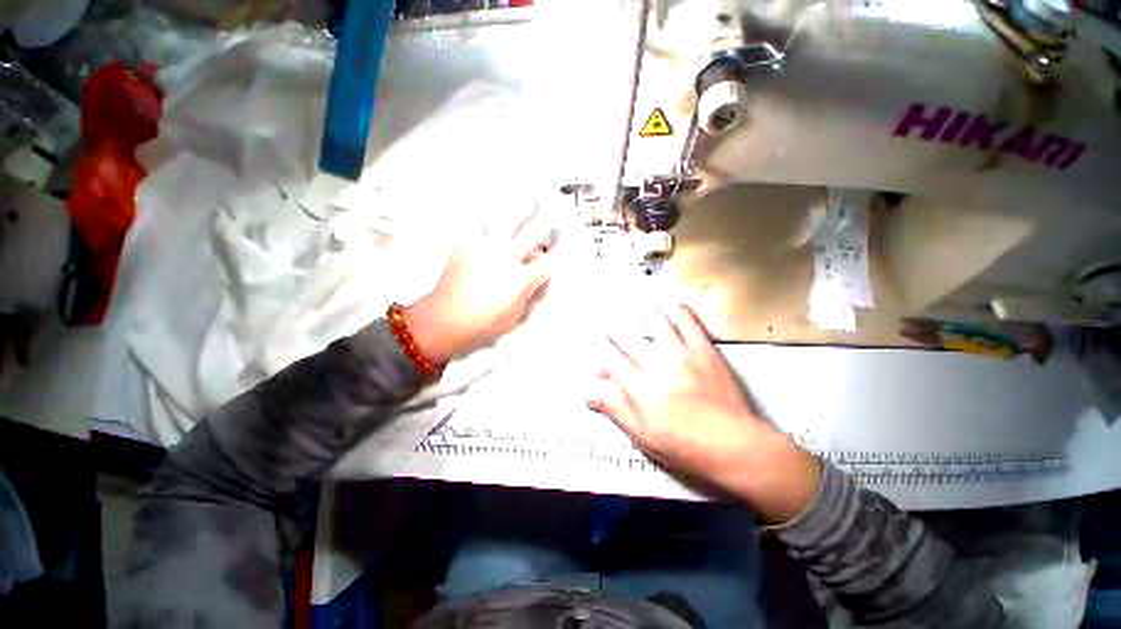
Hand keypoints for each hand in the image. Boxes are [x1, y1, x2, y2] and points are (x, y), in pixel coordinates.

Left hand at [404, 209, 553, 363]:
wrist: (445, 320)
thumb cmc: (483, 324)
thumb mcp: (517, 316)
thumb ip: (533, 294)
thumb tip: (542, 278)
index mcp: (519, 280)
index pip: (548, 262)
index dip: (562, 252)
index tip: (570, 243)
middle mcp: (504, 259)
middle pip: (532, 234)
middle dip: (548, 223)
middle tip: (556, 213)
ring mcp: (484, 248)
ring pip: (507, 220)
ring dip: (522, 207)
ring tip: (531, 196)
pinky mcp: (466, 245)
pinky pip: (479, 222)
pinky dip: (490, 214)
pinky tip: (496, 206)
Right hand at [588, 302, 821, 523]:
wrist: (733, 445)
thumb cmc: (686, 446)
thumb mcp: (643, 436)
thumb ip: (614, 410)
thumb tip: (589, 394)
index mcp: (639, 388)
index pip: (610, 361)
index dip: (599, 356)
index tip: (597, 353)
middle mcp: (657, 365)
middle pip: (627, 339)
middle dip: (613, 329)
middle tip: (607, 321)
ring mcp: (682, 354)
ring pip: (656, 323)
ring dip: (641, 309)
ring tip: (633, 300)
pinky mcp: (704, 350)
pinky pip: (689, 323)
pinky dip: (679, 309)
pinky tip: (671, 300)